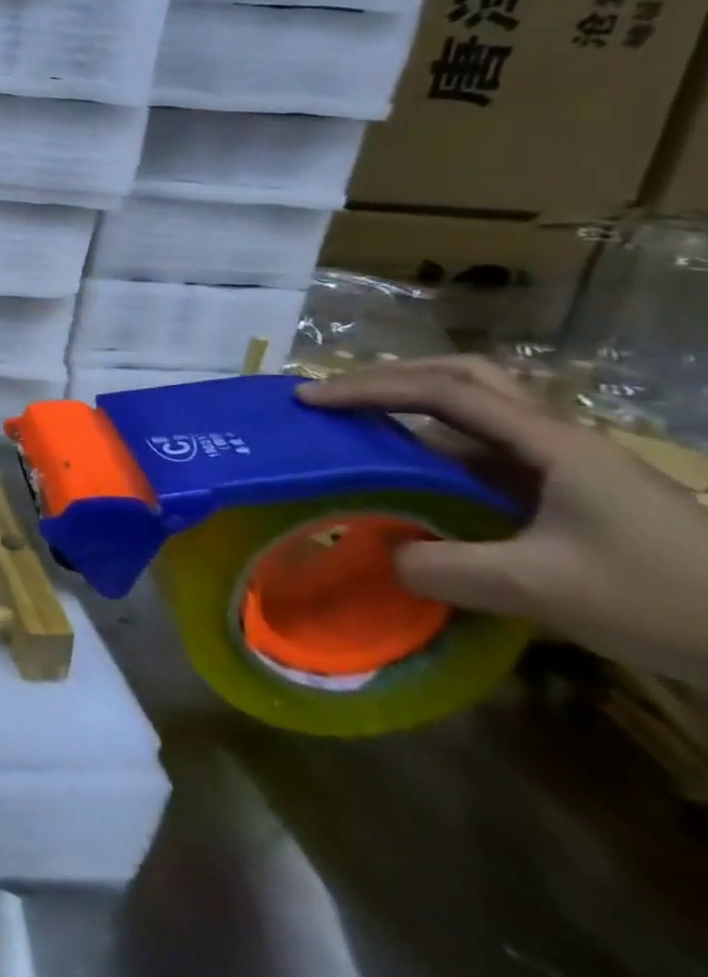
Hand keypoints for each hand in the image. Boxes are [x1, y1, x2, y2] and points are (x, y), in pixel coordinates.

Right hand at [299, 357, 707, 683]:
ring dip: (414, 410)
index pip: (440, 391)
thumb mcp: (544, 590)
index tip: (309, 400)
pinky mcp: (574, 493)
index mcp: (548, 442)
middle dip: (391, 378)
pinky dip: (438, 452)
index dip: (368, 389)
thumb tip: (383, 555)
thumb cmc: (666, 599)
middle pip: (462, 378)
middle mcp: (555, 438)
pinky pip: (489, 453)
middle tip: (335, 398)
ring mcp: (568, 464)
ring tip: (362, 429)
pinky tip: (416, 480)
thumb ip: (446, 568)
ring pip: (477, 412)